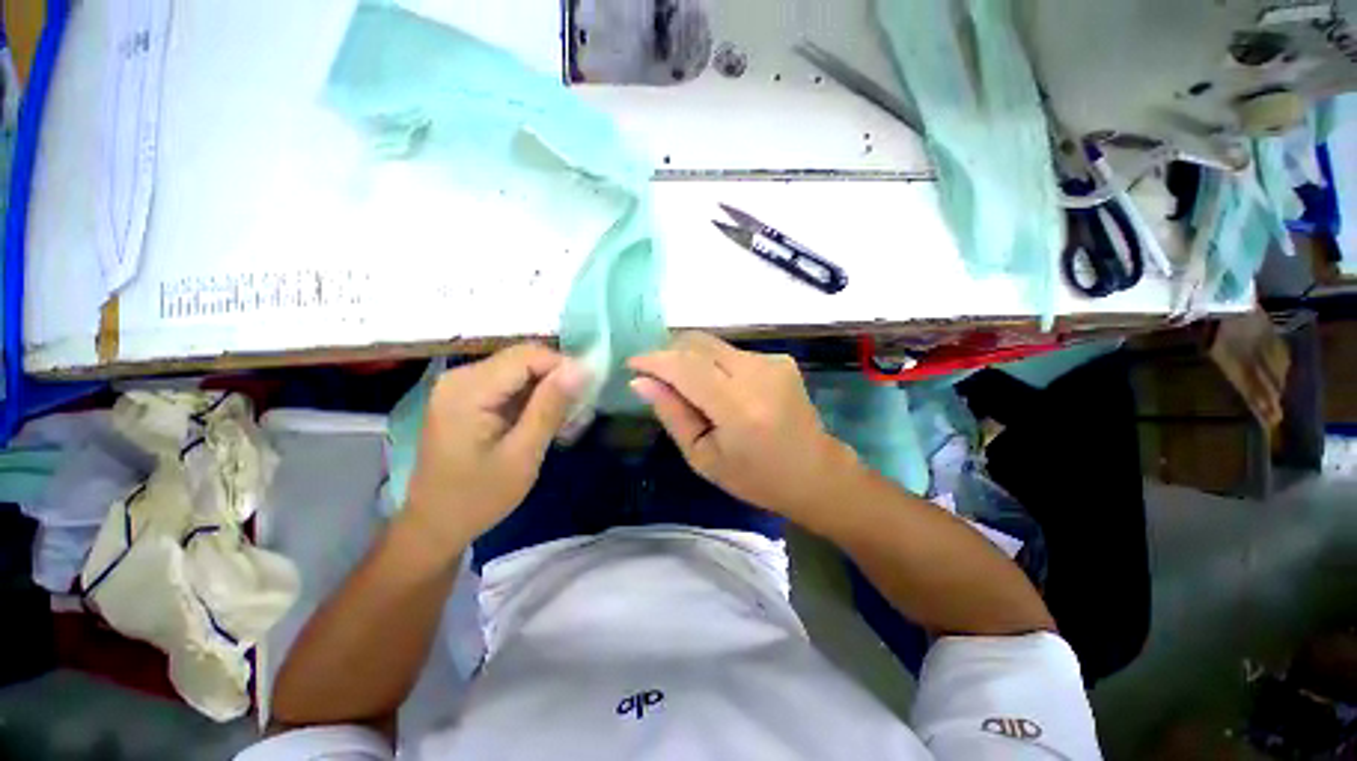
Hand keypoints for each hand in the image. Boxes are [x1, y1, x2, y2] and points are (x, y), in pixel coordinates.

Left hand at [402, 344, 588, 553]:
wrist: (435, 525)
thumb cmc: (479, 496)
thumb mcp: (523, 454)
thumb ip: (550, 406)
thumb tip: (581, 368)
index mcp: (469, 389)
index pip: (529, 355)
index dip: (564, 367)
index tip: (588, 393)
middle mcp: (460, 377)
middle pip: (523, 358)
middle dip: (557, 378)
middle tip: (578, 409)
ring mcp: (460, 385)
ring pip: (519, 369)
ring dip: (546, 388)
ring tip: (564, 419)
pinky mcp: (465, 396)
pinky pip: (508, 382)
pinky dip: (531, 396)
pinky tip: (542, 420)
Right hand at [628, 333, 858, 525]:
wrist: (815, 473)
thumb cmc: (754, 477)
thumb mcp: (703, 457)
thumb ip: (672, 414)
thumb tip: (640, 382)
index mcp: (738, 406)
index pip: (685, 366)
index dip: (654, 360)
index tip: (632, 364)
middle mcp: (757, 373)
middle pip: (698, 344)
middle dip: (670, 354)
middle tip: (657, 378)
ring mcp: (772, 361)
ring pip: (714, 345)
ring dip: (692, 360)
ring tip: (690, 391)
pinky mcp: (780, 359)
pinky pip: (732, 353)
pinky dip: (714, 365)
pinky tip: (719, 390)